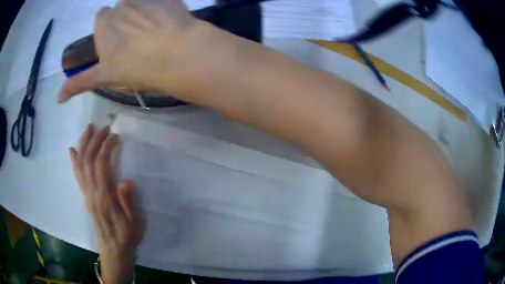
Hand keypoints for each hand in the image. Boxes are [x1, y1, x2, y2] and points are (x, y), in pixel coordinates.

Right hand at [58, 0, 203, 102]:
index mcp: (104, 21)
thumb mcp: (103, 77)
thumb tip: (58, 98)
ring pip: (140, 5)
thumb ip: (79, 83)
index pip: (102, 19)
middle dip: (124, 22)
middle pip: (120, 11)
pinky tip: (170, 27)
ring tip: (154, 35)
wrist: (176, 54)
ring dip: (143, 15)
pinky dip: (164, 12)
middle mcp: (123, 4)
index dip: (108, 30)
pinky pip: (163, 3)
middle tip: (136, 42)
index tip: (116, 43)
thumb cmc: (134, 67)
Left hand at [69, 125, 145, 283]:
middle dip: (95, 140)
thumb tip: (126, 181)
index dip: (106, 147)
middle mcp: (92, 192)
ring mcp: (86, 194)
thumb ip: (130, 203)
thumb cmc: (127, 236)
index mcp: (105, 197)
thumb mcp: (135, 224)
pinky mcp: (85, 196)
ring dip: (83, 144)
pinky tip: (73, 150)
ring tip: (89, 129)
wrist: (114, 250)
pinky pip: (77, 175)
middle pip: (88, 161)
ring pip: (80, 165)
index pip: (101, 165)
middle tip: (104, 127)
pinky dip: (74, 161)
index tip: (114, 136)